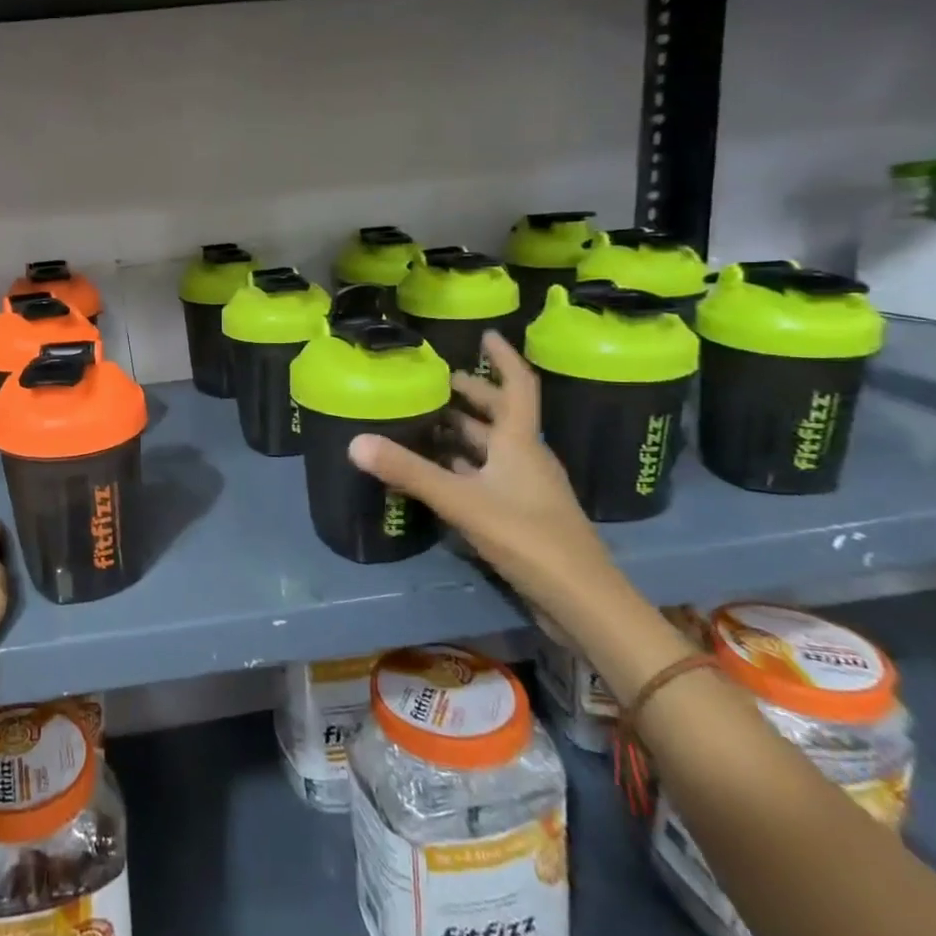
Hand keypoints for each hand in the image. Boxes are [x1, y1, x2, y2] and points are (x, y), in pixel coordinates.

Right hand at [347, 331, 617, 616]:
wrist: (581, 601)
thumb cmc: (528, 537)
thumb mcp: (462, 501)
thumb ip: (409, 471)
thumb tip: (355, 442)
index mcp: (520, 442)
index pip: (517, 385)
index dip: (503, 358)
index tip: (485, 334)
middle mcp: (526, 457)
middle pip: (501, 415)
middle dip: (472, 395)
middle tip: (437, 383)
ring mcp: (527, 488)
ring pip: (493, 448)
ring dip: (464, 432)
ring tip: (427, 421)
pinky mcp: (522, 515)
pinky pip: (488, 476)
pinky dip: (464, 466)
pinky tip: (439, 472)